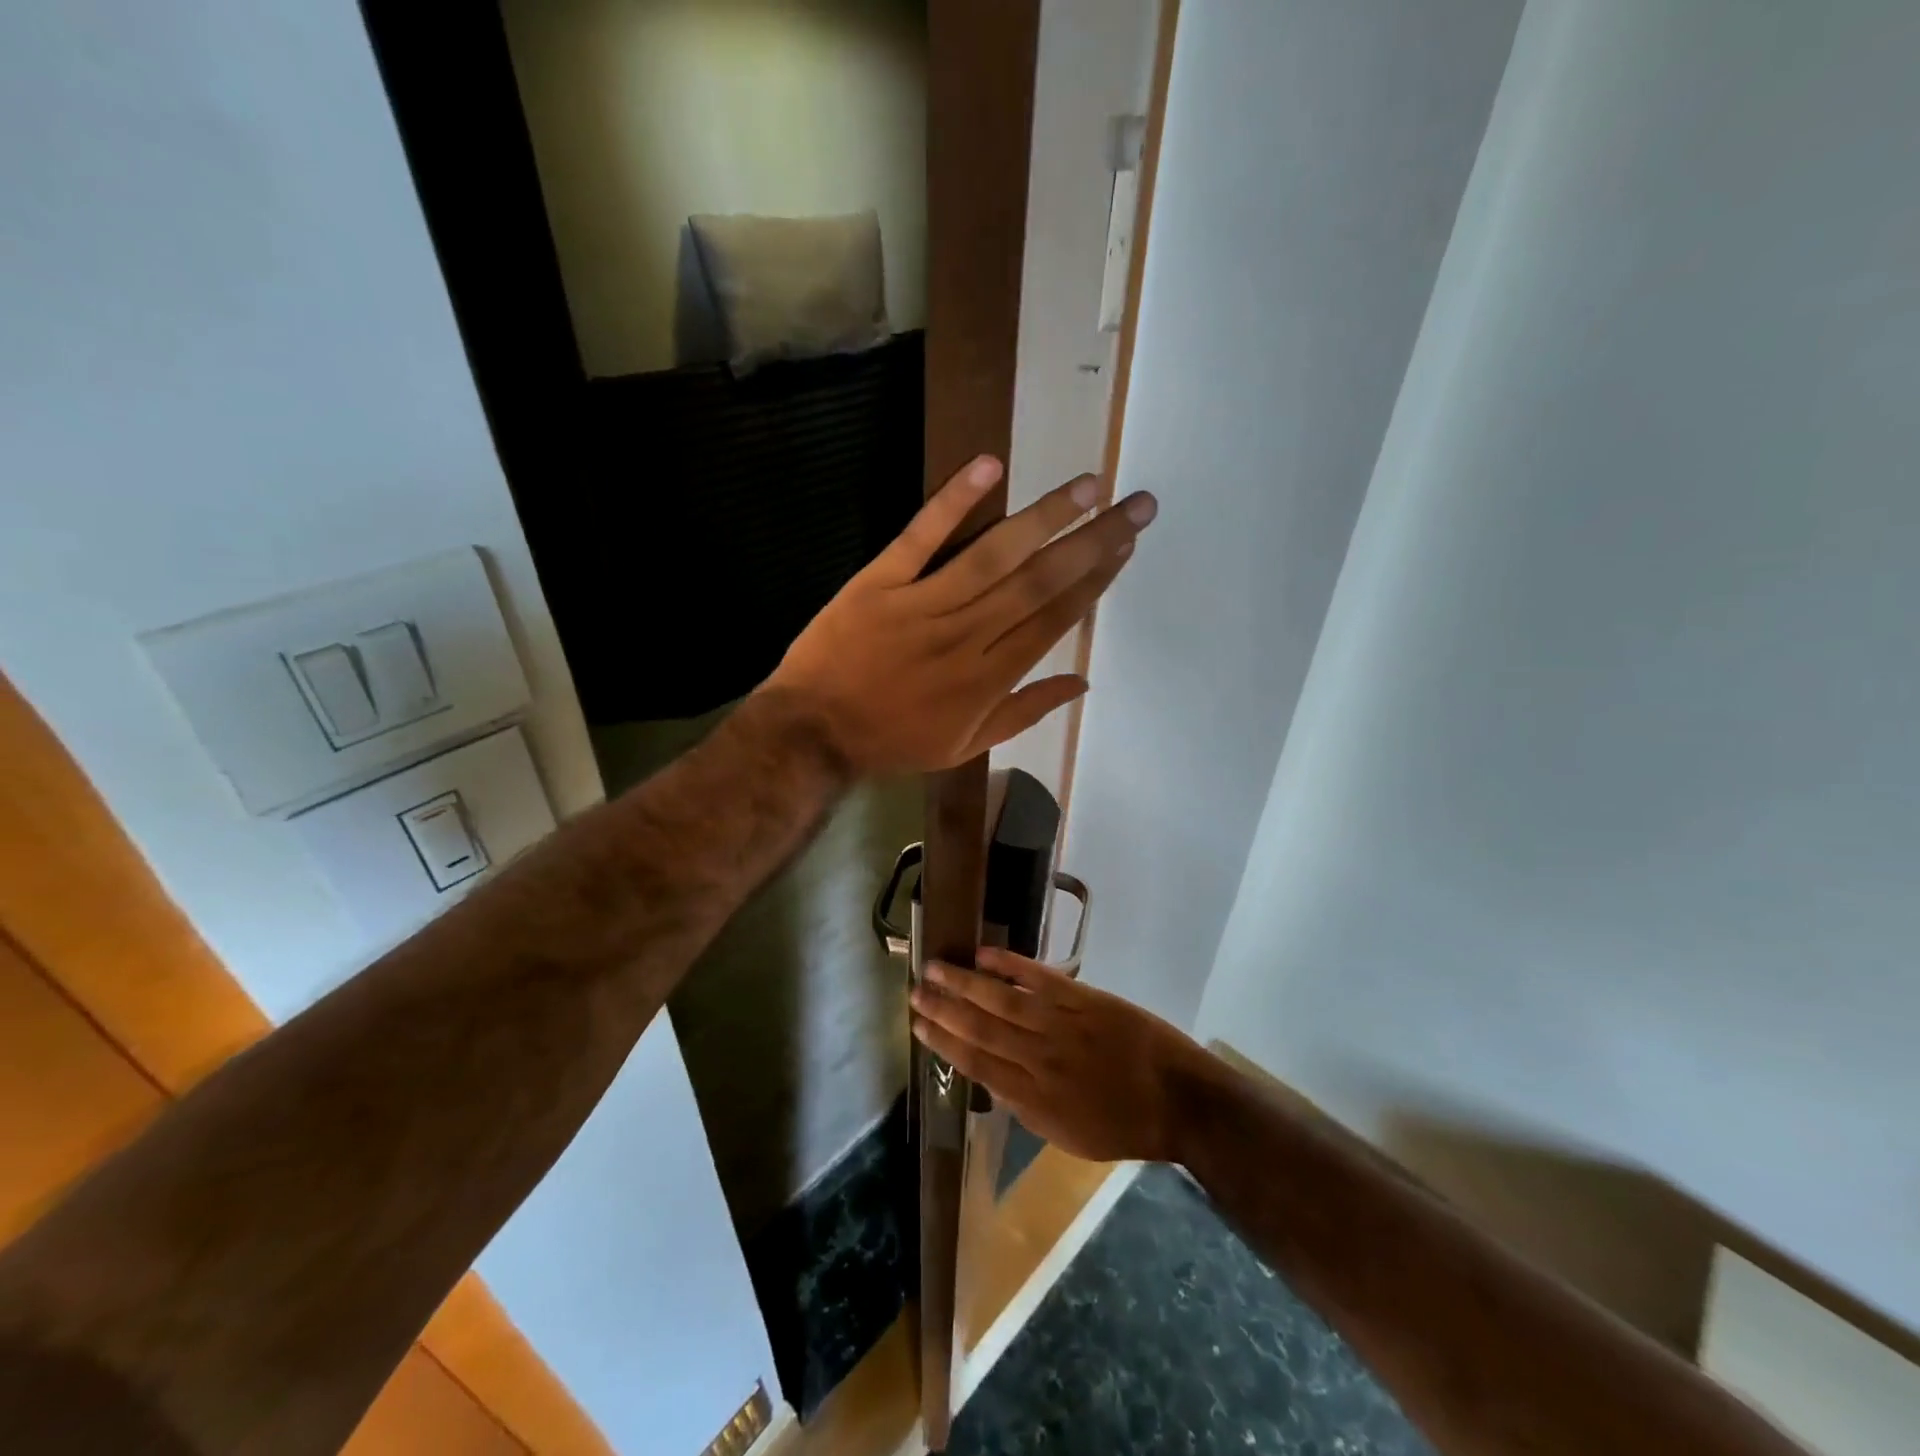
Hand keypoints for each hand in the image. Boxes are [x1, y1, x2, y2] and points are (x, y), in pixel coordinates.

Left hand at [764, 455, 1156, 774]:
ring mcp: (922, 605)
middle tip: (1134, 504)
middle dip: (1092, 541)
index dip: (1095, 579)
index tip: (1125, 545)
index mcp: (989, 678)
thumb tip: (1082, 681)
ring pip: (993, 555)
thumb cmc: (893, 740)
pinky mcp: (879, 582)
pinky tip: (988, 465)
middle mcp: (967, 636)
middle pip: (1038, 582)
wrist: (814, 732)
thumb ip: (1025, 712)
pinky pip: (920, 537)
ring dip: (1043, 518)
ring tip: (1087, 486)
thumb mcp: (966, 745)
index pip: (1054, 618)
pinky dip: (952, 501)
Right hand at [909, 948, 1207, 1164]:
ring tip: (936, 967)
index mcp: (1034, 1097)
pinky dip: (1011, 965)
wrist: (1179, 1100)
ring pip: (1002, 999)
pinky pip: (1040, 979)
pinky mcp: (1084, 999)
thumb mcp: (1068, 1137)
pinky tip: (985, 955)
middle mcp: (1040, 1057)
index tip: (918, 1025)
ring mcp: (1062, 1024)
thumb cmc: (1124, 1125)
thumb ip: (1027, 1107)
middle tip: (915, 990)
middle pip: (981, 1028)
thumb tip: (992, 1077)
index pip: (976, 1064)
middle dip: (944, 1009)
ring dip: (965, 983)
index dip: (943, 1042)